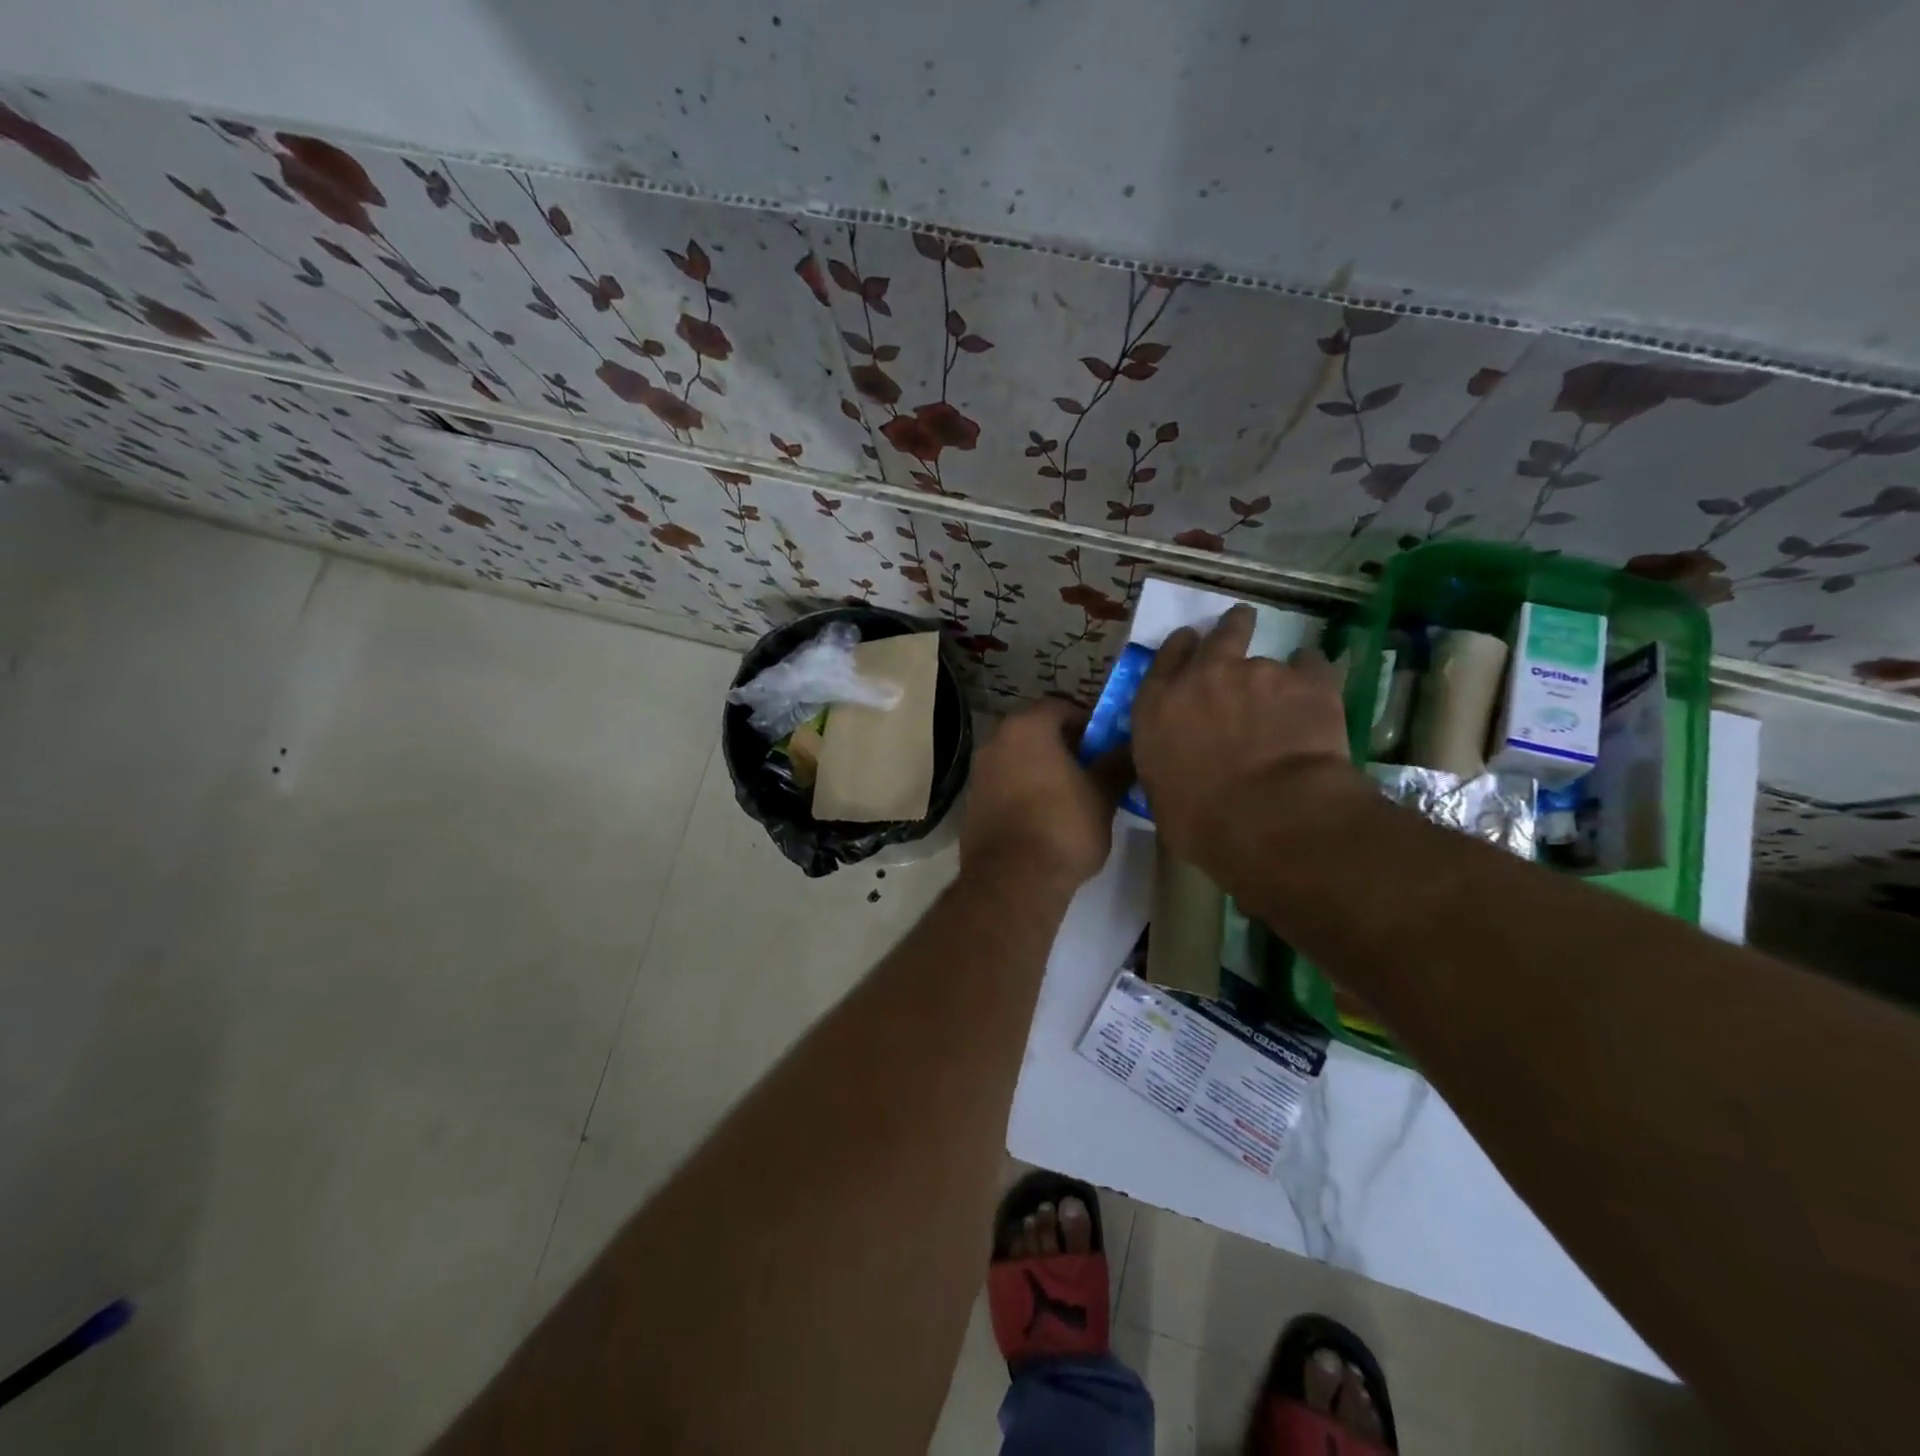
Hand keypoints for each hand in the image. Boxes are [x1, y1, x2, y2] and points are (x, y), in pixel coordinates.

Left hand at [960, 700, 1125, 890]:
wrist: (1012, 880)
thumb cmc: (1062, 826)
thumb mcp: (1102, 794)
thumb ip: (1117, 764)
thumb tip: (1131, 747)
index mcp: (1026, 727)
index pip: (1060, 705)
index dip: (1088, 721)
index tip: (1107, 744)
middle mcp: (995, 741)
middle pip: (1035, 730)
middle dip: (1064, 744)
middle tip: (1093, 767)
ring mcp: (979, 773)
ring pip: (1018, 758)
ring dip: (1042, 768)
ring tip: (1072, 794)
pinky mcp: (972, 804)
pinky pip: (1004, 784)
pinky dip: (1023, 790)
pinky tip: (1045, 816)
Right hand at [1131, 605, 1357, 866]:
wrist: (1270, 818)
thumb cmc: (1201, 821)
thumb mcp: (1163, 794)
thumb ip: (1169, 763)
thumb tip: (1181, 765)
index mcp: (1158, 706)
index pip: (1166, 658)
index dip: (1181, 647)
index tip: (1192, 642)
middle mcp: (1204, 677)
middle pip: (1220, 635)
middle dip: (1232, 628)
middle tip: (1241, 627)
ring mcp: (1259, 674)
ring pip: (1271, 659)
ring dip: (1275, 674)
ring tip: (1286, 695)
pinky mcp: (1308, 683)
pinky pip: (1314, 668)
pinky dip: (1314, 676)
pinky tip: (1318, 692)